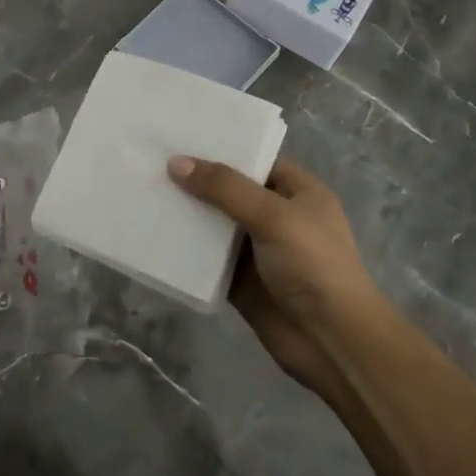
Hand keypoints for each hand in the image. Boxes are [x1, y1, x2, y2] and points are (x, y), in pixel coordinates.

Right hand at [168, 155, 377, 389]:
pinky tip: (151, 232)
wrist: (332, 342)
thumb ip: (224, 188)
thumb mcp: (273, 215)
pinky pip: (206, 258)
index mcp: (298, 193)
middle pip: (230, 190)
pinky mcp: (239, 281)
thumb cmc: (313, 265)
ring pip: (215, 223)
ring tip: (143, 188)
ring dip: (186, 212)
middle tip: (151, 158)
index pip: (256, 159)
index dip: (222, 147)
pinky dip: (184, 248)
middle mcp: (277, 217)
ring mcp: (257, 250)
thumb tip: (175, 163)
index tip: (181, 134)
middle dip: (196, 178)